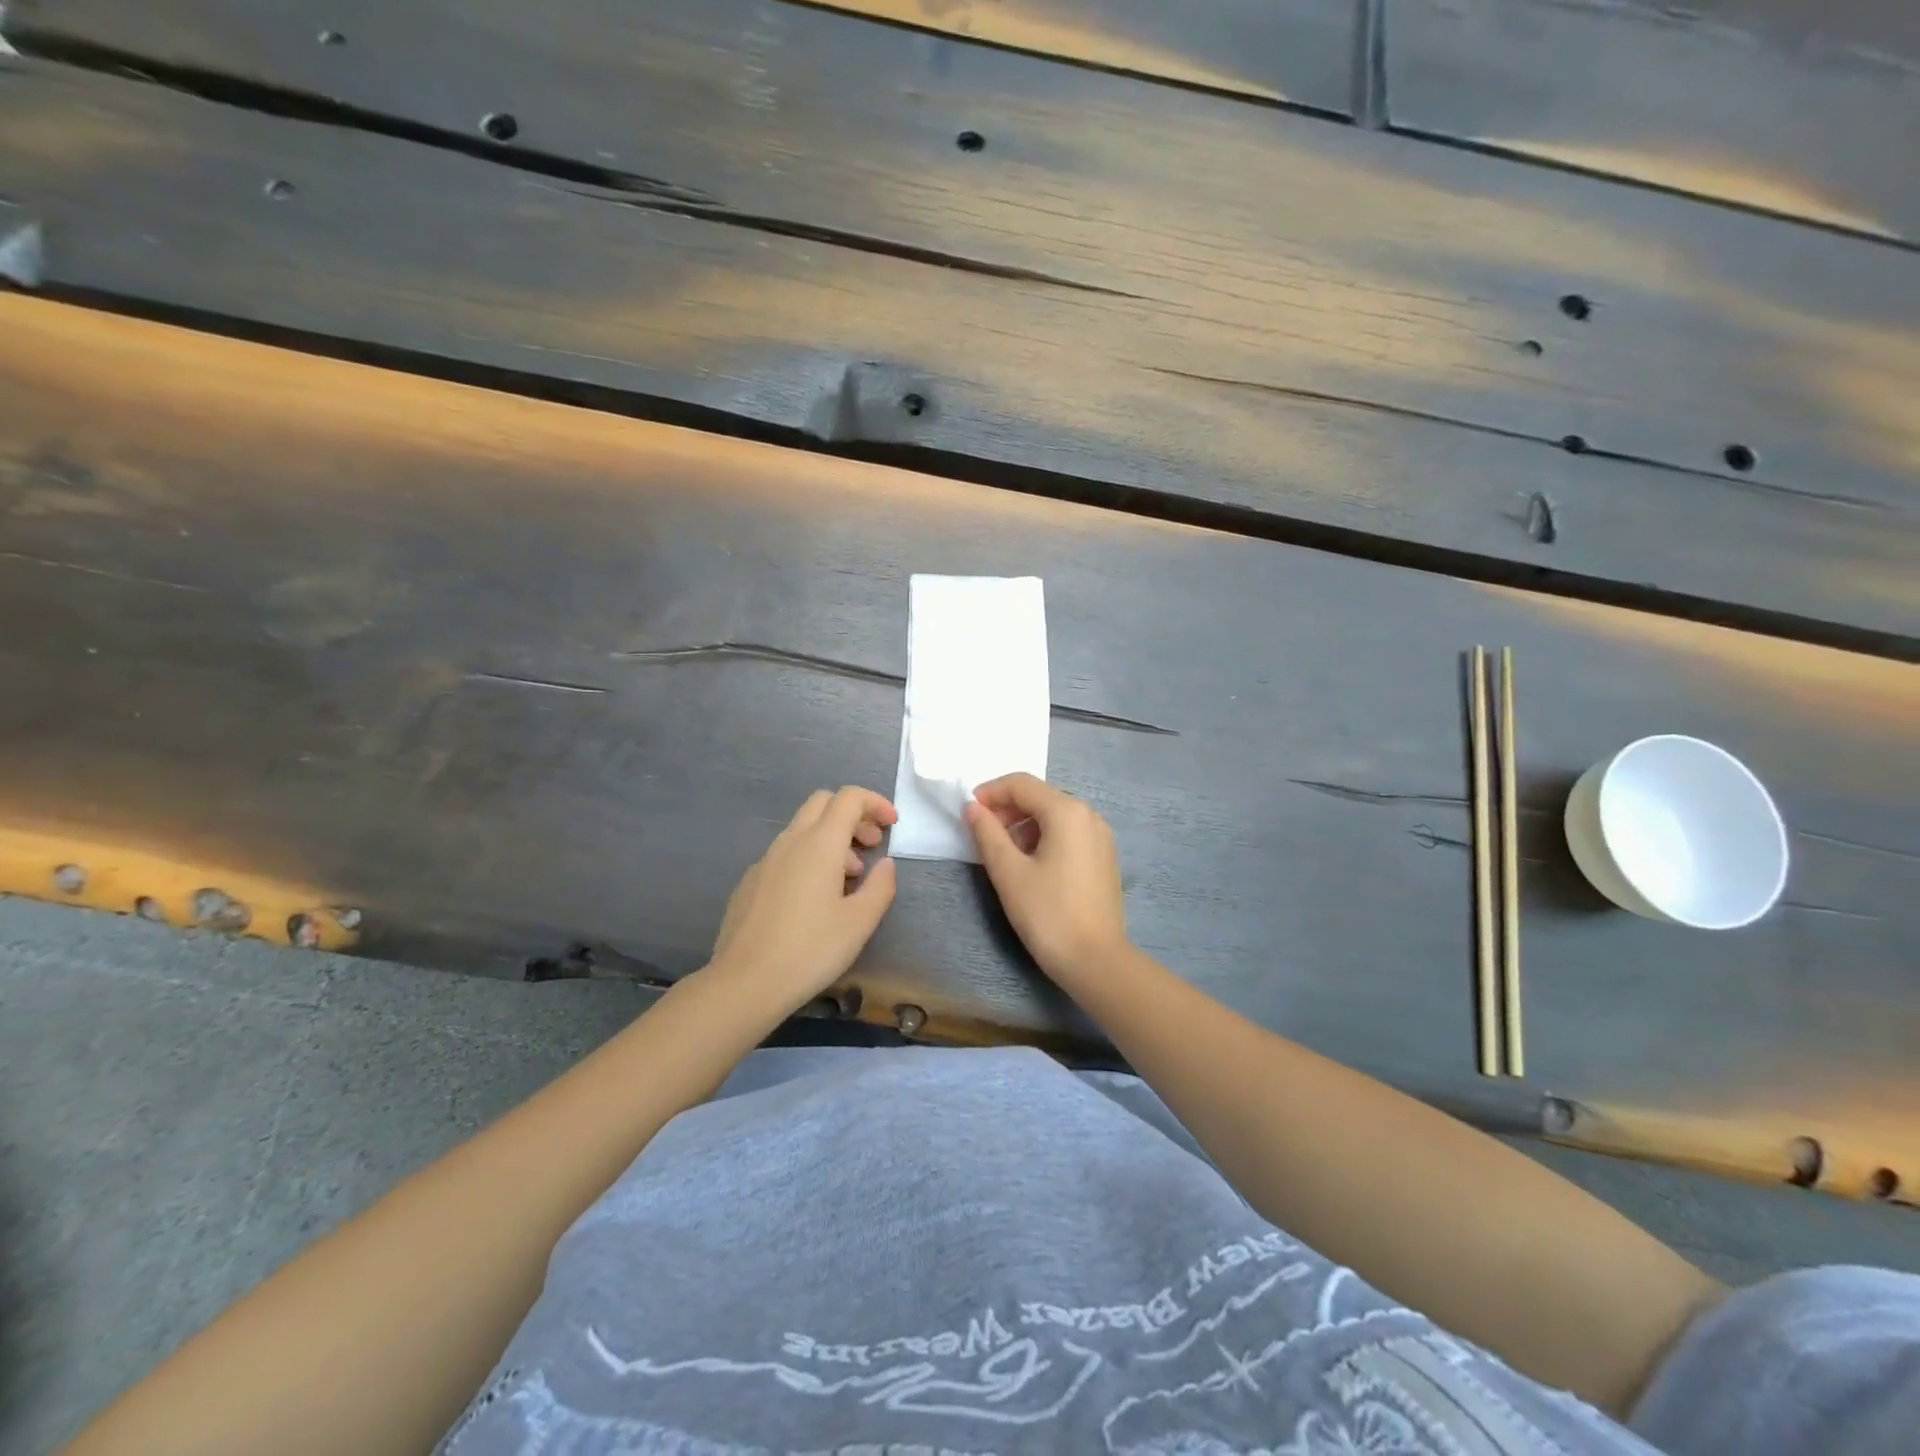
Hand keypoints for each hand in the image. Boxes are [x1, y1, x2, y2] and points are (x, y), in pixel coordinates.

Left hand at [709, 786, 898, 1013]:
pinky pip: (786, 853)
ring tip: (849, 878)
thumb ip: (880, 886)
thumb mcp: (859, 923)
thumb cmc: (810, 950)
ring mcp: (765, 860)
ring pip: (803, 828)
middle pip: (823, 803)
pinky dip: (809, 857)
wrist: (744, 983)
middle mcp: (790, 841)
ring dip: (832, 839)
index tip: (892, 825)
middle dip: (853, 815)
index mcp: (819, 844)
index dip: (875, 802)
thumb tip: (885, 864)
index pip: (849, 798)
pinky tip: (814, 898)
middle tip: (872, 846)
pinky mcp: (751, 881)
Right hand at [964, 773, 1128, 983]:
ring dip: (1023, 825)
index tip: (968, 812)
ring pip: (1054, 815)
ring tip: (1003, 854)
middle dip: (1007, 809)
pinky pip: (1068, 833)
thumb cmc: (1047, 913)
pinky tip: (1030, 866)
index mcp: (1067, 812)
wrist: (1096, 961)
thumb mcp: (1008, 872)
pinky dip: (1044, 838)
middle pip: (1040, 797)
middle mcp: (1089, 815)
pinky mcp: (1103, 857)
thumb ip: (987, 833)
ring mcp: (1101, 837)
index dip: (990, 792)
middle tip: (981, 834)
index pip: (1021, 784)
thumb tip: (972, 807)